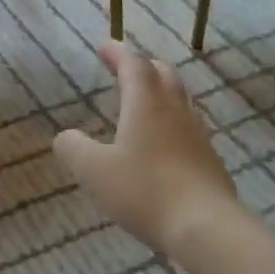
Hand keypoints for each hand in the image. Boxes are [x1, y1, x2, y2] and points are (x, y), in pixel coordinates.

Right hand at [53, 43, 237, 255]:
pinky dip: (171, 120)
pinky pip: (188, 126)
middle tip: (124, 69)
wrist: (205, 227)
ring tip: (143, 101)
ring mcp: (197, 134)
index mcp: (146, 104)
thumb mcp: (93, 171)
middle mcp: (175, 110)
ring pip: (180, 99)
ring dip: (160, 91)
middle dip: (142, 67)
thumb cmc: (144, 191)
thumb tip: (66, 137)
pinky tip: (164, 140)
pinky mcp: (209, 159)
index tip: (103, 46)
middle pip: (162, 75)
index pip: (133, 65)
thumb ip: (73, 148)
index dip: (117, 53)